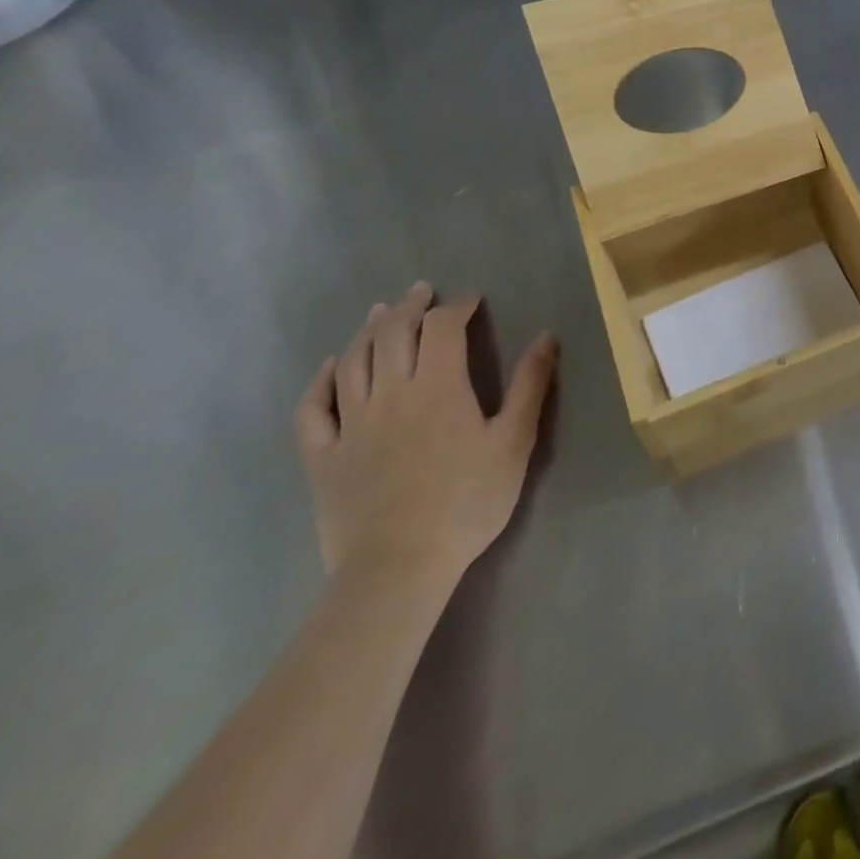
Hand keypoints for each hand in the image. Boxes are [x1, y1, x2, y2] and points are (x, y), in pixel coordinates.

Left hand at [294, 284, 557, 587]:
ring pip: (354, 362)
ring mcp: (351, 424)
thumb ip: (530, 385)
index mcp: (439, 387)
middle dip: (410, 307)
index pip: (443, 328)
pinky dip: (321, 380)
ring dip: (368, 330)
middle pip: (393, 334)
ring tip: (380, 312)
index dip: (456, 307)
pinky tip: (332, 367)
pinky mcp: (323, 457)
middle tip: (422, 292)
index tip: (471, 300)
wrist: (399, 566)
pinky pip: (313, 409)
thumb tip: (546, 336)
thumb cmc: (468, 501)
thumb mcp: (514, 441)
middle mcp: (390, 394)